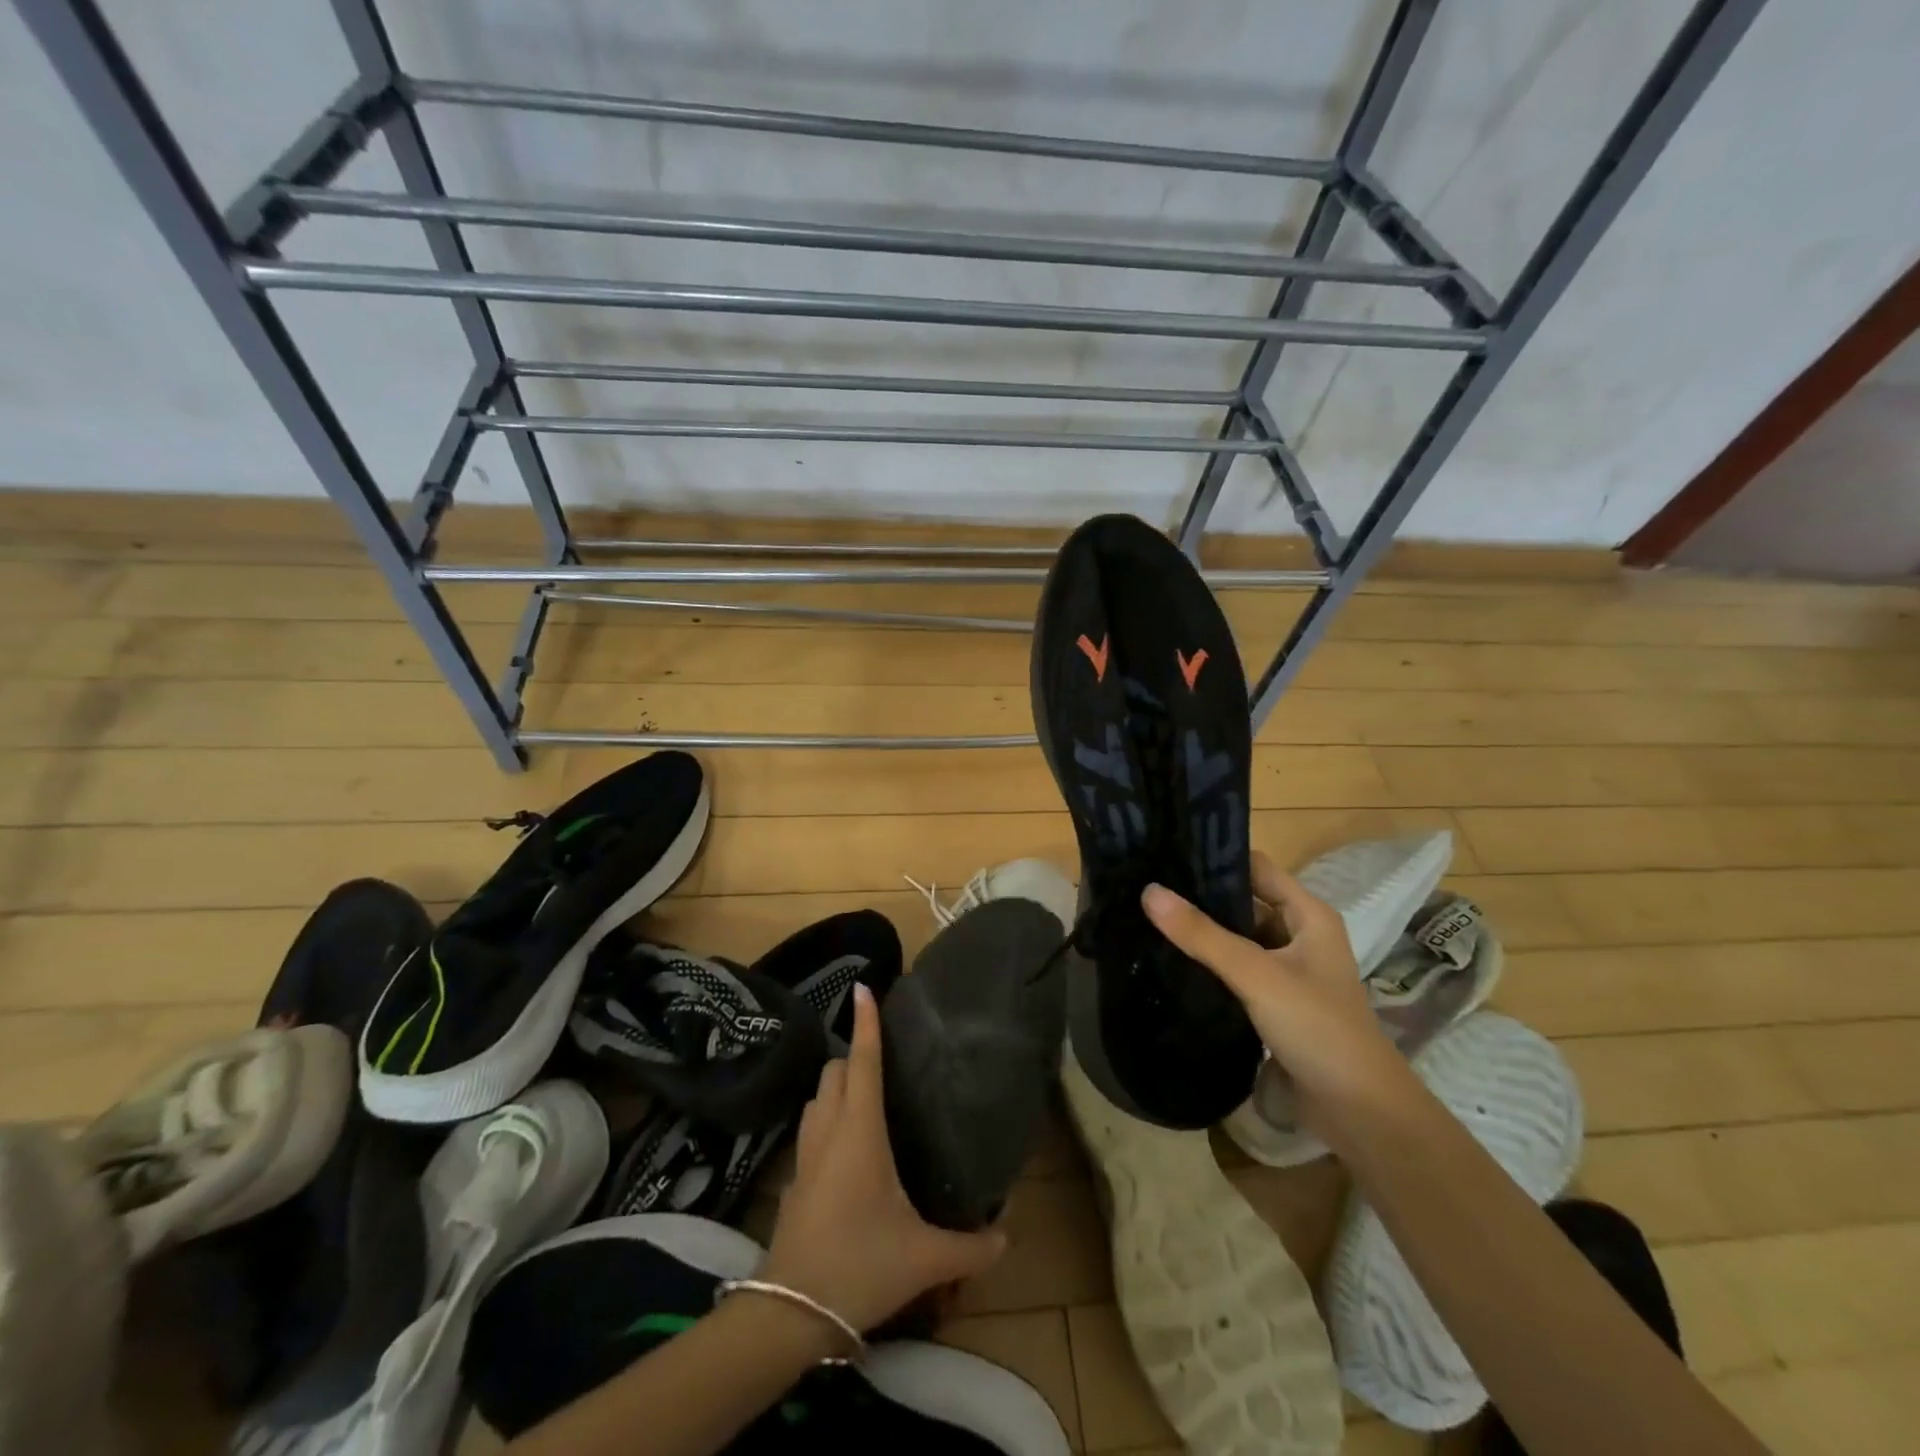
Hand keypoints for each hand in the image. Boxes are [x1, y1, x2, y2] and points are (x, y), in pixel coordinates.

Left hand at [760, 984, 1005, 1333]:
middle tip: (881, 1055)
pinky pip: (810, 1129)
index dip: (865, 1024)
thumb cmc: (859, 1265)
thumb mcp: (924, 1257)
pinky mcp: (793, 1180)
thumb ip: (970, 1246)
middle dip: (852, 1053)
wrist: (789, 1313)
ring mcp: (805, 1154)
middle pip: (834, 1071)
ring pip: (817, 1098)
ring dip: (835, 1084)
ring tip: (863, 1092)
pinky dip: (826, 1117)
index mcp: (860, 1130)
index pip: (863, 1062)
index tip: (863, 988)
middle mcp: (830, 1130)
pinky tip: (844, 1144)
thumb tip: (1007, 1236)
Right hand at [1142, 851, 1409, 1118]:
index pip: (1257, 869)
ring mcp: (1287, 972)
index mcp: (1308, 916)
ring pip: (1238, 939)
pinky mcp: (1274, 1003)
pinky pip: (1236, 971)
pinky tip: (1170, 961)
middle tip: (1146, 886)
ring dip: (1203, 933)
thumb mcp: (1257, 975)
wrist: (1359, 1114)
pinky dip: (1209, 965)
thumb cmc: (1318, 1028)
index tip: (1166, 853)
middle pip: (1245, 903)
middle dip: (1201, 897)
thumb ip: (1203, 935)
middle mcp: (1299, 936)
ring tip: (1148, 918)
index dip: (1217, 858)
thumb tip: (1149, 891)